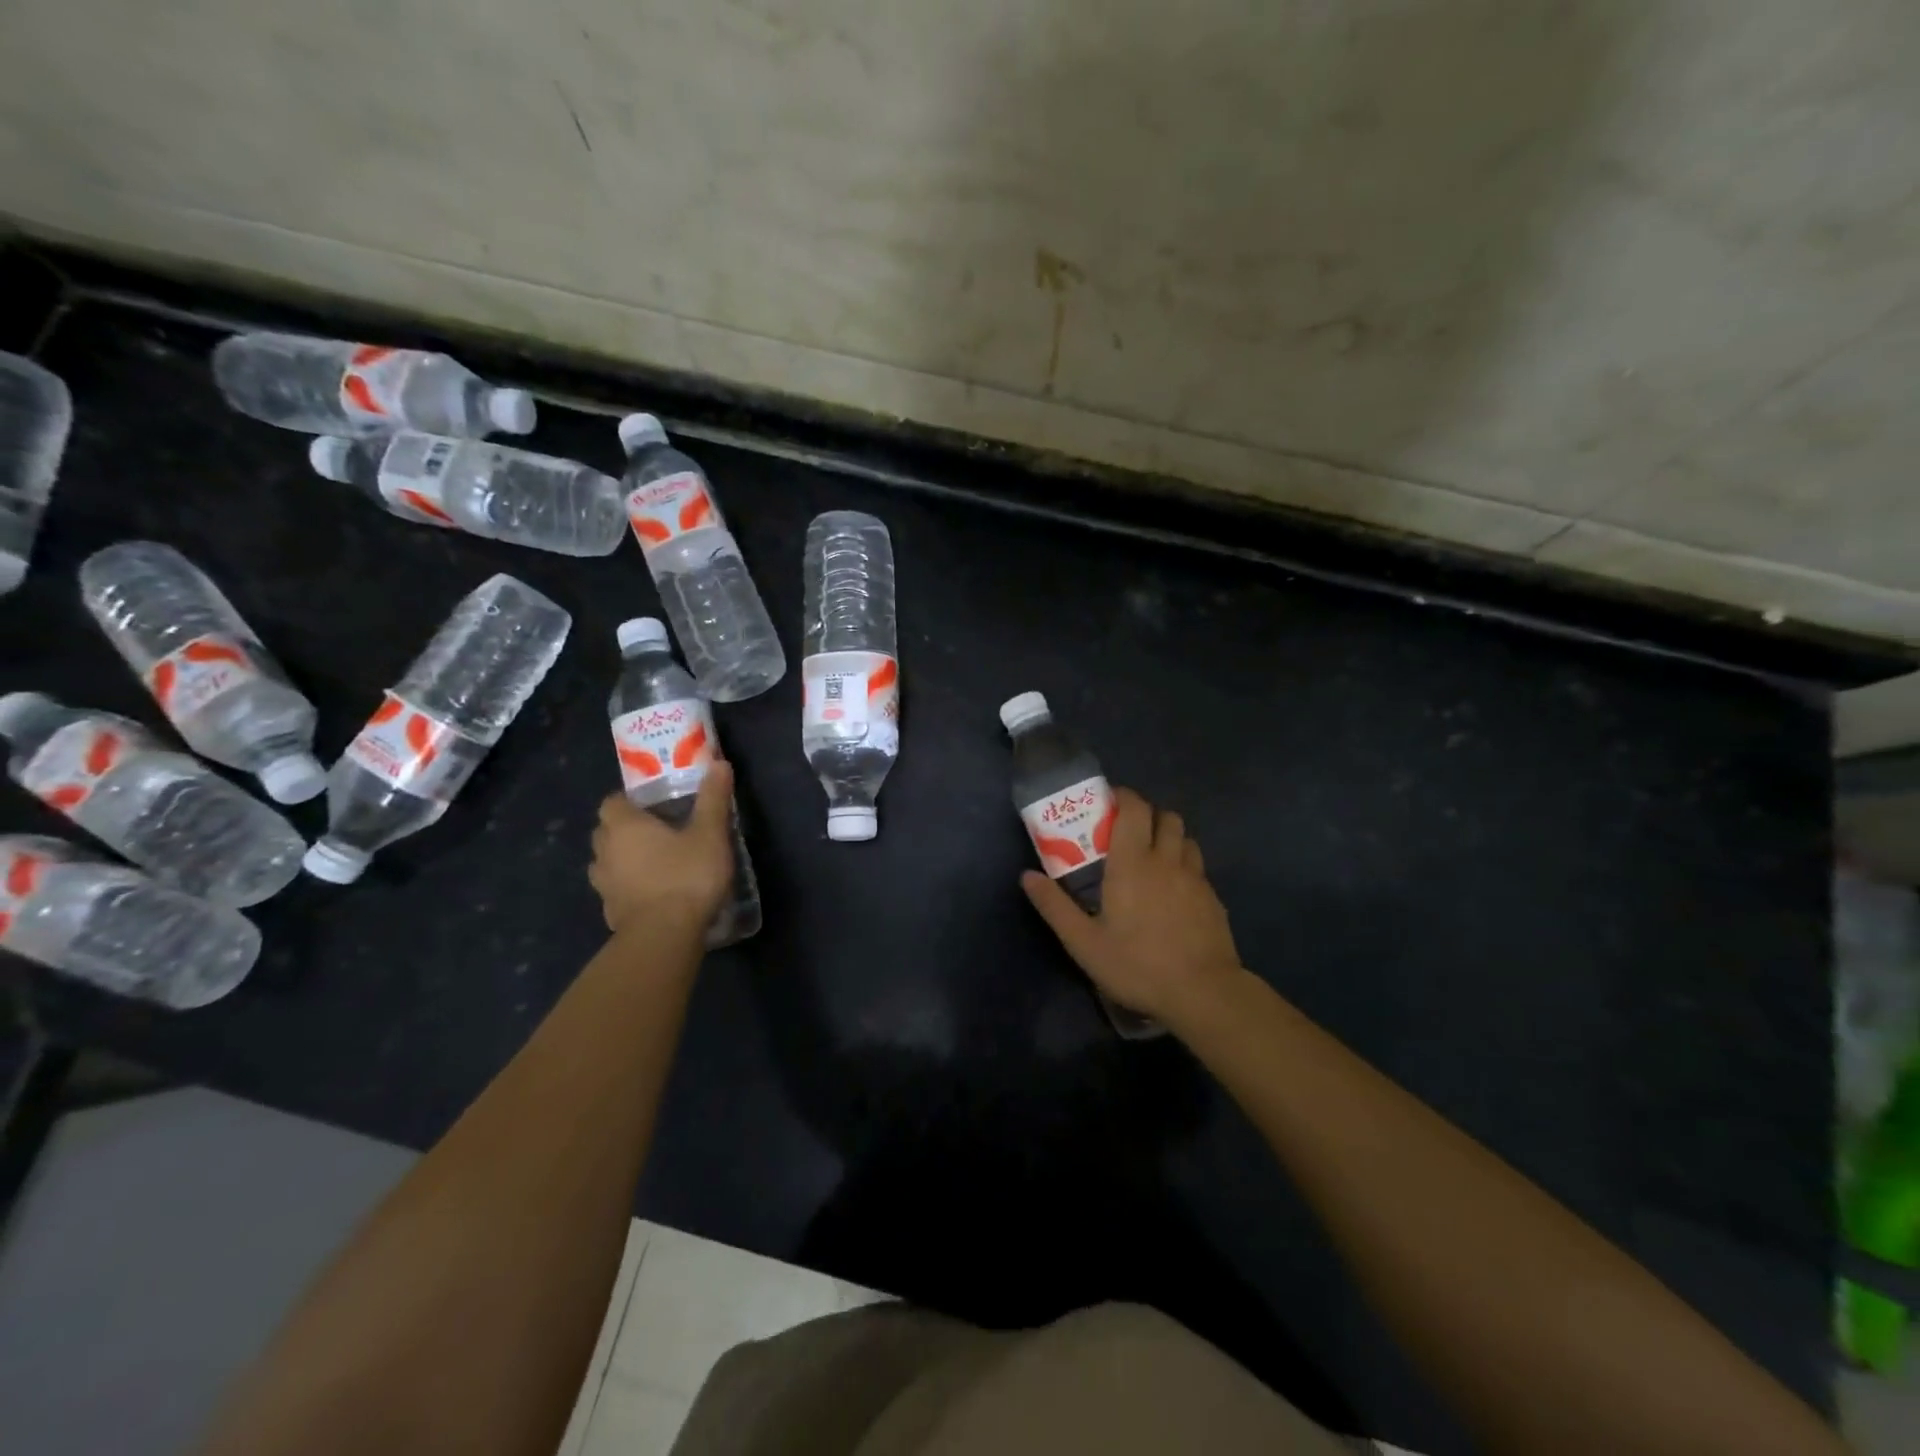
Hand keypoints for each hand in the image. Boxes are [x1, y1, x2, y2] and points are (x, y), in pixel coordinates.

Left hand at [590, 763, 735, 937]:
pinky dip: (628, 888)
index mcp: (624, 826)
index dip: (628, 801)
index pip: (612, 802)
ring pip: (606, 863)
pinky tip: (651, 893)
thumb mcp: (710, 833)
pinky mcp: (610, 912)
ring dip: (622, 859)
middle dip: (624, 828)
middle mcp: (605, 852)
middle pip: (606, 831)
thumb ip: (713, 799)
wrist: (664, 935)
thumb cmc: (686, 875)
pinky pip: (615, 891)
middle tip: (656, 830)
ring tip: (652, 862)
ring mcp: (604, 885)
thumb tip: (719, 763)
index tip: (652, 804)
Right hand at [1020, 787, 1244, 1026]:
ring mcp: (1195, 878)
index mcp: (1133, 862)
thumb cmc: (1137, 964)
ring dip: (1169, 837)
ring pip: (1186, 838)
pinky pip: (1198, 867)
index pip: (1135, 809)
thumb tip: (1027, 876)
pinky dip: (1184, 865)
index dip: (1124, 797)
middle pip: (1165, 816)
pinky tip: (1174, 891)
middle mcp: (1167, 860)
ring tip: (1152, 857)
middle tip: (1127, 831)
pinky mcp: (1213, 899)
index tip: (1108, 802)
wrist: (1203, 992)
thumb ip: (1054, 906)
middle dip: (1147, 814)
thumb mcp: (1084, 942)